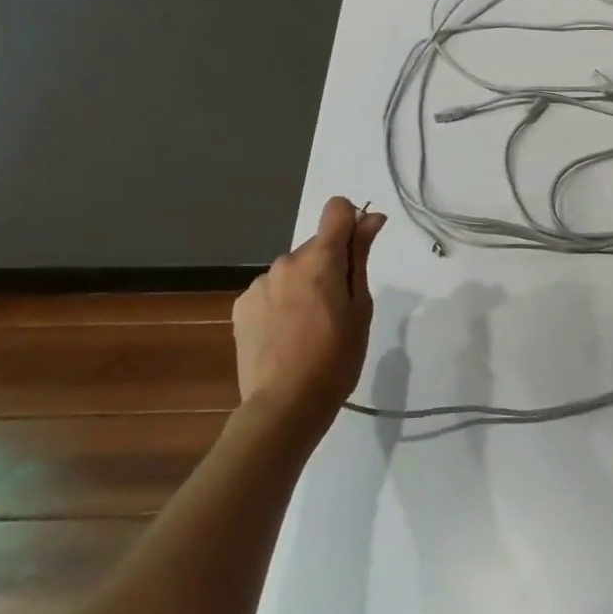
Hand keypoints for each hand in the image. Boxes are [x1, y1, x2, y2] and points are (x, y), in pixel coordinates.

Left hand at [233, 198, 386, 430]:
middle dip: (330, 266)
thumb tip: (370, 217)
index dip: (352, 223)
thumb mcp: (361, 307)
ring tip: (311, 328)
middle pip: (316, 247)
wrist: (285, 404)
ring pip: (293, 271)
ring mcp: (259, 284)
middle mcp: (285, 262)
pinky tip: (287, 336)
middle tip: (339, 309)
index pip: (336, 209)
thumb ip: (361, 257)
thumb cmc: (337, 357)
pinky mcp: (241, 306)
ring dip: (305, 286)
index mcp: (319, 259)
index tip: (359, 252)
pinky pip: (271, 292)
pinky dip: (283, 303)